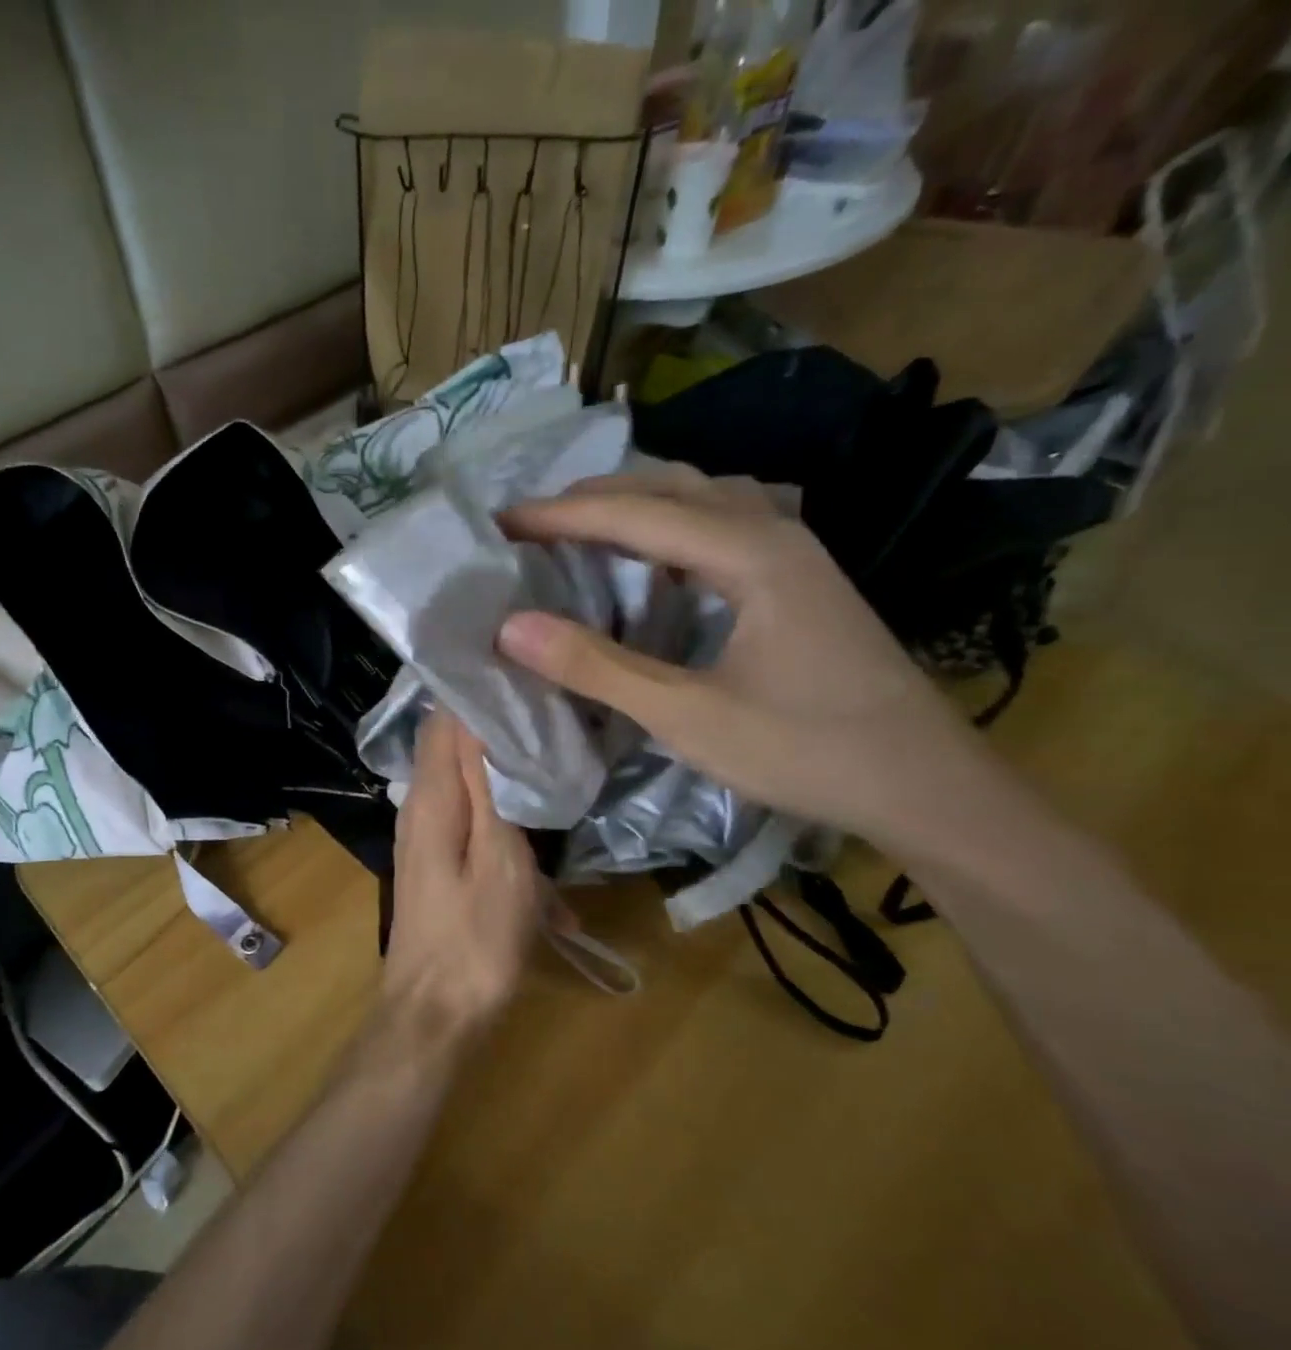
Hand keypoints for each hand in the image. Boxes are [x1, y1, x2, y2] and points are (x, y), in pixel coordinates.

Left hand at [382, 710, 540, 1041]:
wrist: (435, 1016)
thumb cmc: (476, 940)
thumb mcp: (500, 860)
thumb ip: (490, 788)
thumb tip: (481, 718)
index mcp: (431, 798)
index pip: (445, 718)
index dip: (479, 691)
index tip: (526, 673)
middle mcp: (418, 808)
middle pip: (455, 748)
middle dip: (501, 731)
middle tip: (556, 716)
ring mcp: (425, 838)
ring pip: (469, 788)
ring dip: (510, 782)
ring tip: (561, 770)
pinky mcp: (437, 865)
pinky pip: (473, 828)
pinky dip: (507, 834)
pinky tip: (549, 874)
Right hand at [495, 469, 1006, 861]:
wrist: (925, 786)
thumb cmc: (805, 750)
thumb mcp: (687, 715)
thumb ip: (597, 668)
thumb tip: (510, 628)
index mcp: (750, 554)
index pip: (635, 513)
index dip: (560, 516)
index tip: (500, 523)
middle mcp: (775, 533)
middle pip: (672, 486)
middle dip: (594, 498)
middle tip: (531, 525)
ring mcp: (795, 554)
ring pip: (703, 498)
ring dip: (637, 503)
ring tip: (582, 527)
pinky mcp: (800, 581)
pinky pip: (723, 525)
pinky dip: (672, 525)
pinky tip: (655, 557)